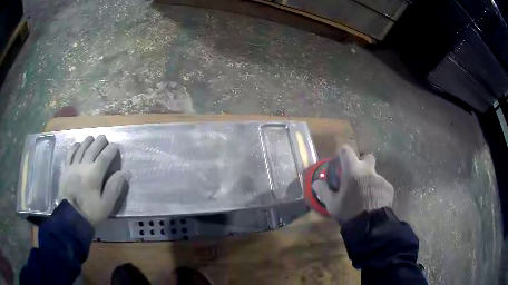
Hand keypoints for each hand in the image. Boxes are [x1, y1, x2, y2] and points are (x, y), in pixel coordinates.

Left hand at [58, 135, 126, 225]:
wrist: (71, 217)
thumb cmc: (90, 212)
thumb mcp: (106, 205)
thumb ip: (114, 188)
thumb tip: (123, 173)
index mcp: (94, 175)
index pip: (104, 157)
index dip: (111, 150)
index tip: (116, 146)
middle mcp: (83, 166)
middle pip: (92, 149)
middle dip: (100, 142)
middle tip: (105, 138)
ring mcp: (72, 166)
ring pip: (81, 149)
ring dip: (87, 141)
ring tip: (92, 138)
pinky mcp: (65, 169)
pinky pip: (69, 154)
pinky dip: (74, 147)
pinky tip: (78, 144)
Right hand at [312, 145, 393, 223]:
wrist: (371, 224)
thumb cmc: (349, 211)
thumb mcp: (332, 203)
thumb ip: (323, 191)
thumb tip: (316, 182)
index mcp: (353, 170)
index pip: (347, 151)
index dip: (343, 154)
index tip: (340, 161)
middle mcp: (368, 170)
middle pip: (367, 157)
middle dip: (362, 162)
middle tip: (357, 175)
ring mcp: (380, 178)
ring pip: (374, 174)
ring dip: (369, 181)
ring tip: (365, 196)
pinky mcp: (388, 188)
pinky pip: (381, 185)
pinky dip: (377, 191)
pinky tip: (373, 202)